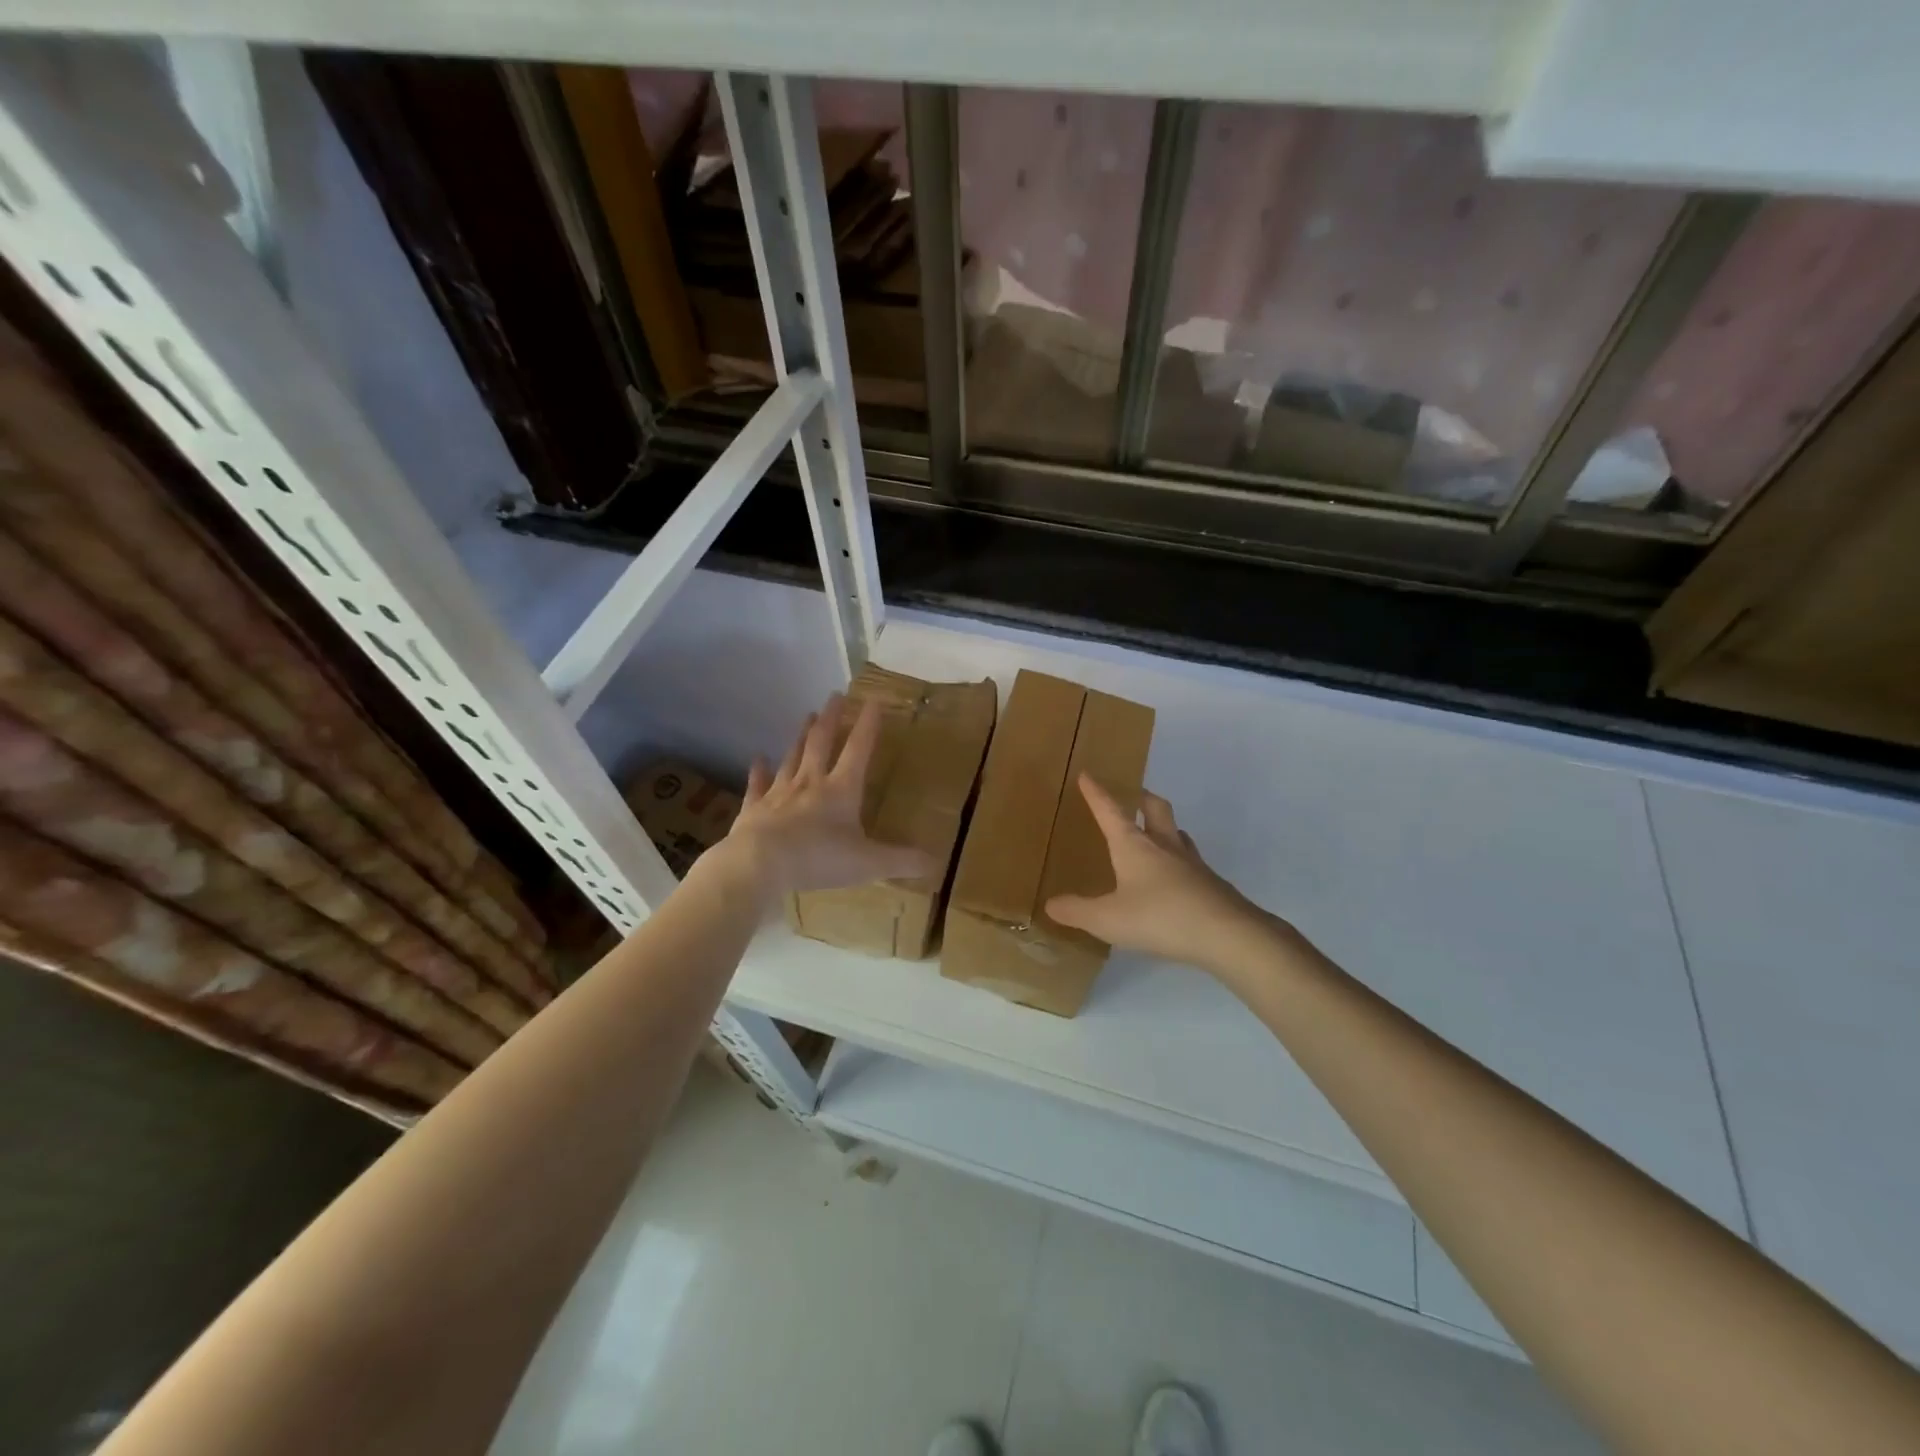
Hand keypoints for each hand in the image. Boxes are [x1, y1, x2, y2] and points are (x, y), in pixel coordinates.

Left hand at [717, 693, 932, 900]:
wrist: (760, 865)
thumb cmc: (819, 858)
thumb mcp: (869, 863)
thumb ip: (903, 861)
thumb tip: (938, 864)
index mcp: (842, 790)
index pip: (859, 749)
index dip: (868, 725)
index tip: (873, 701)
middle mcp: (810, 783)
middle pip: (821, 743)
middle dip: (831, 719)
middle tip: (834, 696)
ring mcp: (779, 793)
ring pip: (792, 757)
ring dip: (801, 736)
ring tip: (807, 716)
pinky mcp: (755, 809)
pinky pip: (758, 785)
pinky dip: (759, 771)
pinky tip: (758, 758)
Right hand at [1045, 775, 1288, 979]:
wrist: (1227, 934)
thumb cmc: (1159, 917)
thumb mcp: (1107, 919)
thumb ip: (1077, 911)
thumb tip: (1050, 904)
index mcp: (1134, 845)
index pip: (1110, 811)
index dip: (1097, 793)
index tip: (1088, 775)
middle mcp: (1164, 845)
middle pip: (1154, 808)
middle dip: (1140, 797)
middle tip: (1132, 795)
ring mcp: (1191, 863)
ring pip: (1177, 833)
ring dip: (1164, 828)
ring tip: (1154, 835)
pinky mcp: (1210, 884)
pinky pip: (1190, 862)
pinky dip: (1178, 861)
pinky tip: (1174, 880)